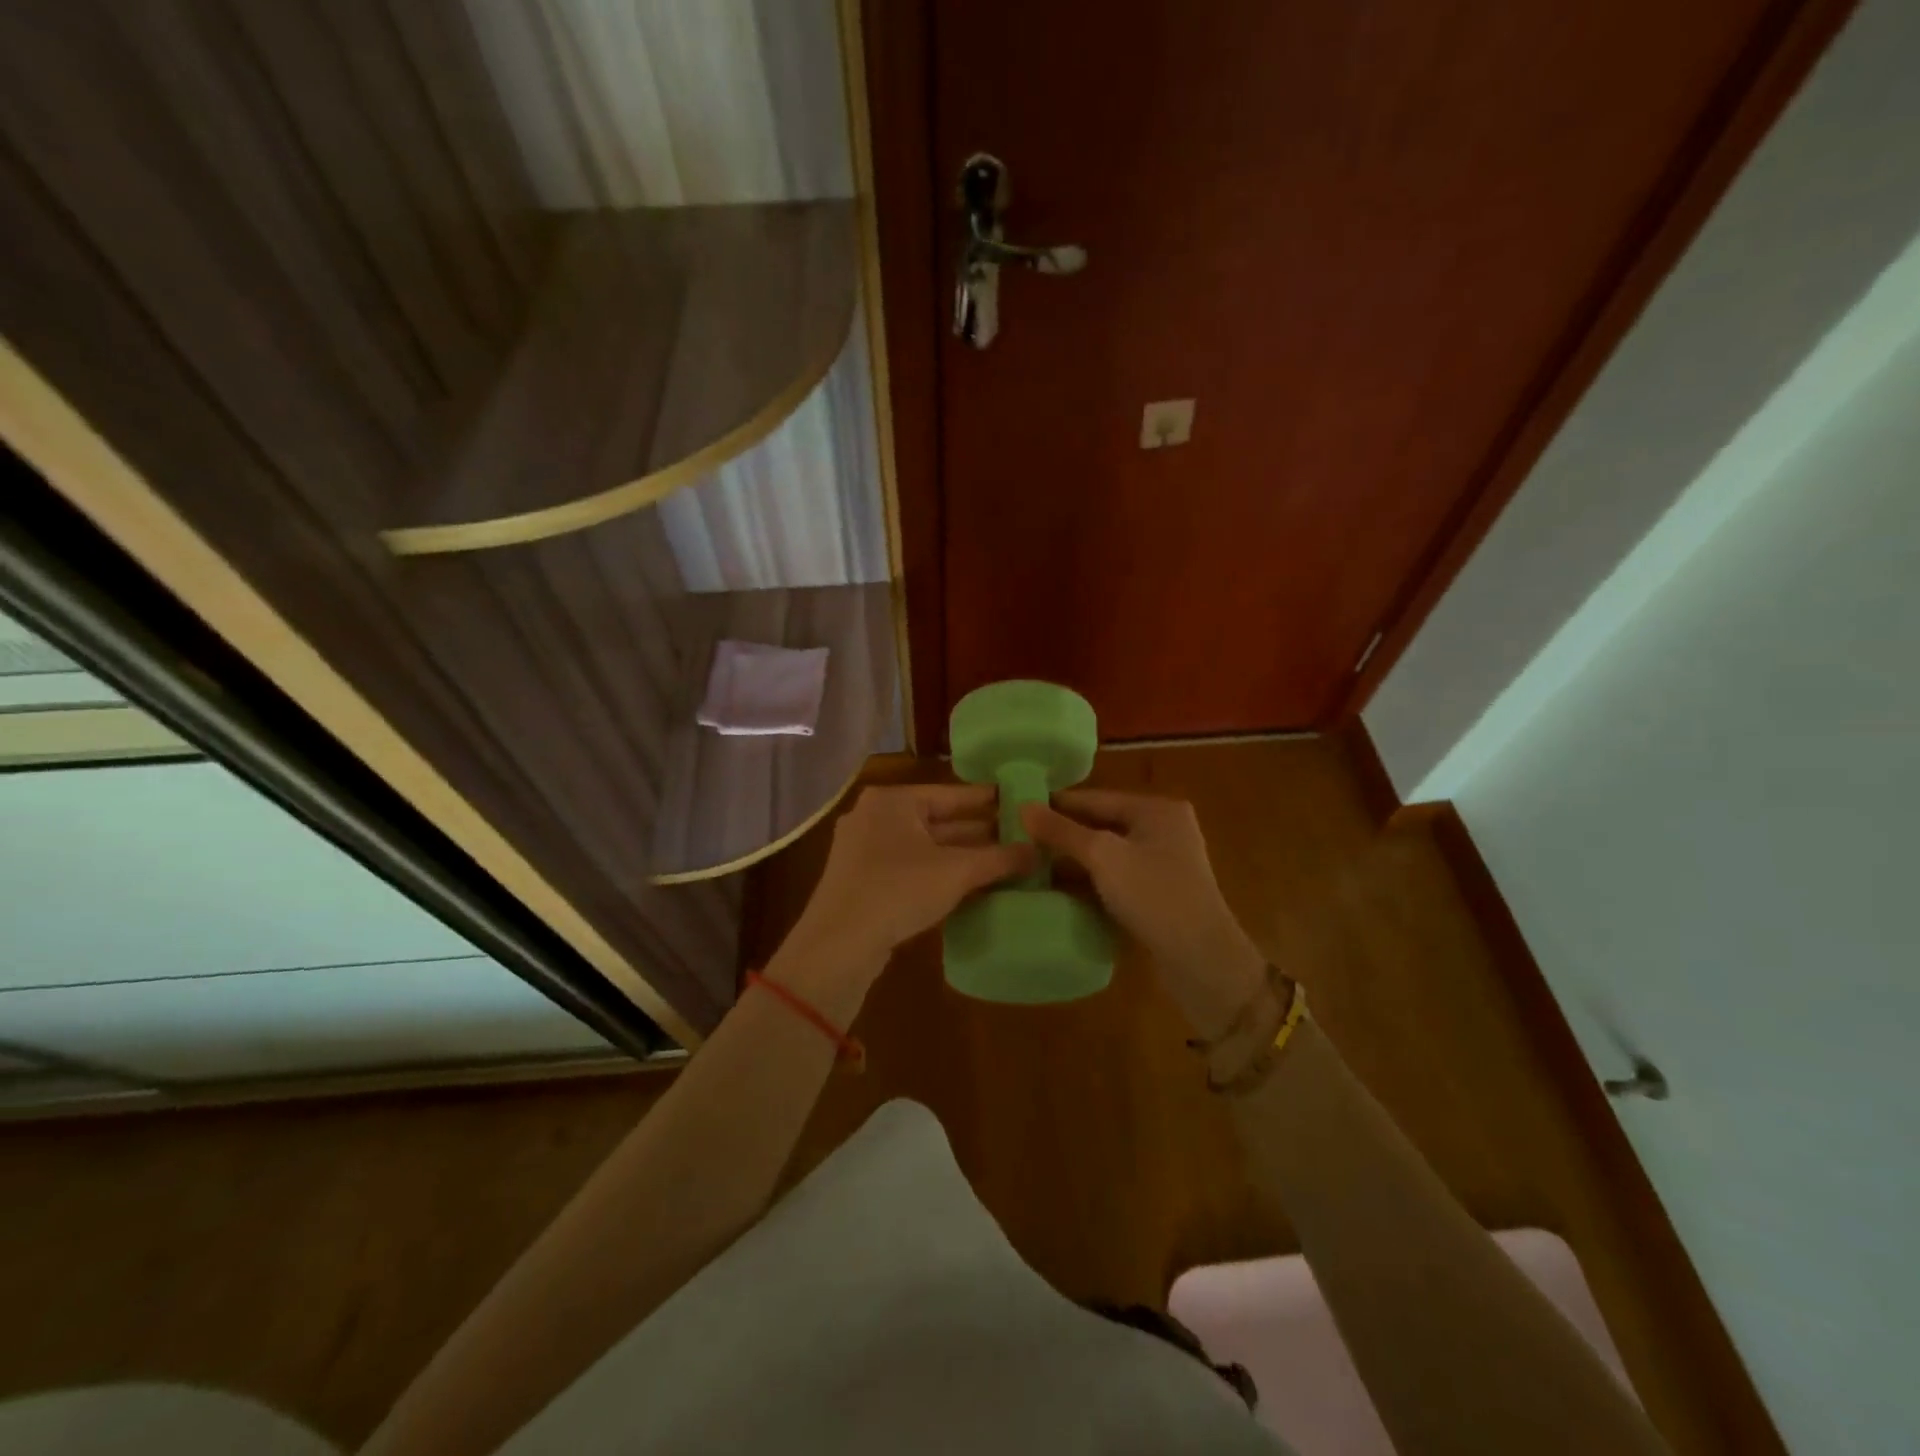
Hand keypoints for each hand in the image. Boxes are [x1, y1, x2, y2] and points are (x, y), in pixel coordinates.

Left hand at [772, 784, 1033, 1015]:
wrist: (838, 945)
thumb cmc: (898, 890)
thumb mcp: (956, 871)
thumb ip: (999, 858)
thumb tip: (1039, 849)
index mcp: (893, 801)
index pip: (951, 794)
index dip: (988, 800)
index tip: (1019, 801)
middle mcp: (874, 817)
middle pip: (937, 820)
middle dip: (978, 833)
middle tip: (1020, 837)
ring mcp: (863, 850)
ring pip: (924, 847)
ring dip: (961, 857)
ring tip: (1004, 863)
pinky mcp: (861, 881)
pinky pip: (909, 868)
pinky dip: (938, 873)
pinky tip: (969, 886)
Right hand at [1023, 790, 1268, 1037]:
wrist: (1202, 961)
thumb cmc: (1154, 896)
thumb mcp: (1103, 857)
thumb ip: (1062, 831)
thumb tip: (1022, 807)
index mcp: (1156, 809)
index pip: (1094, 798)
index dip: (1054, 804)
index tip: (1014, 809)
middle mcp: (1162, 829)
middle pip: (1099, 824)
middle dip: (1060, 834)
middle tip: (1015, 840)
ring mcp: (1161, 863)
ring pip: (1105, 853)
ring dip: (1071, 860)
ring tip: (1026, 864)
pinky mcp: (1156, 893)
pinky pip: (1113, 877)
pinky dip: (1087, 881)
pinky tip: (1055, 889)